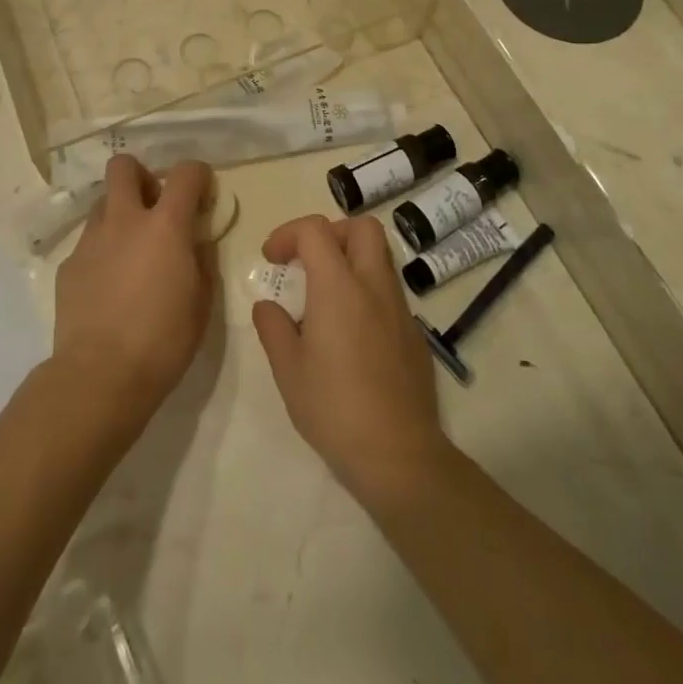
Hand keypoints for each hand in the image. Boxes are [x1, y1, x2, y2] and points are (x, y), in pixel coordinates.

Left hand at [51, 156, 214, 430]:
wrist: (100, 377)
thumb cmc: (163, 341)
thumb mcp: (202, 302)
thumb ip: (202, 260)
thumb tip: (196, 241)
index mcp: (165, 226)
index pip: (185, 173)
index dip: (198, 175)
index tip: (202, 192)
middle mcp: (124, 220)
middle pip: (124, 166)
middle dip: (141, 176)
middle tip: (154, 206)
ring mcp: (91, 240)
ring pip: (103, 203)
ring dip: (120, 213)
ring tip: (131, 250)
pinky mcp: (68, 265)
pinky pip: (88, 242)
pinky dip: (102, 251)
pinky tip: (109, 286)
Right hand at [251, 214, 450, 510]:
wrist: (399, 456)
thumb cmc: (334, 409)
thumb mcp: (288, 370)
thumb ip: (273, 328)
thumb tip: (268, 306)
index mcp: (339, 287)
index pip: (315, 230)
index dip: (288, 233)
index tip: (271, 259)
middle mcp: (374, 286)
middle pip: (362, 227)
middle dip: (331, 232)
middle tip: (307, 261)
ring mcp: (400, 309)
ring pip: (380, 258)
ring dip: (351, 260)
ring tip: (325, 297)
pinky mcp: (415, 334)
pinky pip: (389, 292)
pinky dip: (367, 292)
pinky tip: (351, 333)